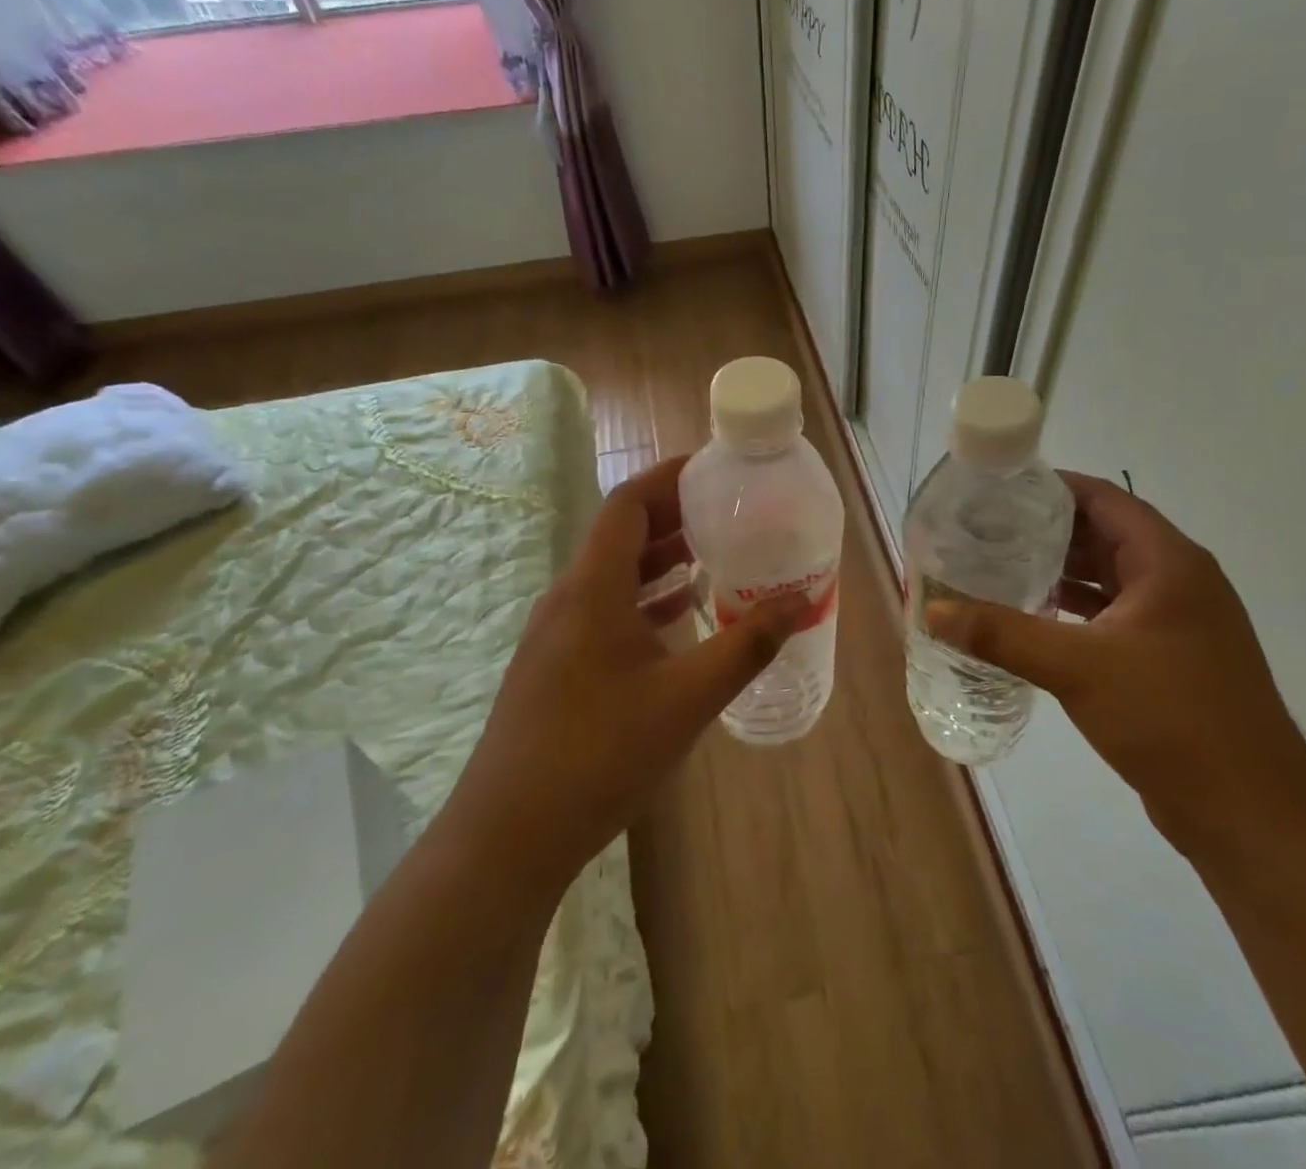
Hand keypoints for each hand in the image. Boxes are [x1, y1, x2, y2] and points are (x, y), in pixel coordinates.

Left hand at [444, 456, 805, 906]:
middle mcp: (569, 598)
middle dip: (673, 516)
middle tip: (727, 512)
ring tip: (713, 555)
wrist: (509, 836)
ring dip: (660, 559)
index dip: (668, 477)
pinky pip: (606, 610)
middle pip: (620, 534)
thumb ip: (746, 646)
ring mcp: (557, 633)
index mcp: (592, 588)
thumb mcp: (687, 700)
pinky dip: (645, 600)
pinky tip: (679, 617)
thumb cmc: (599, 755)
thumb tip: (796, 602)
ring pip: (613, 575)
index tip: (714, 470)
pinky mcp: (557, 666)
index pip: (628, 503)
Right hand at [926, 471, 1305, 852]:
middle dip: (1045, 530)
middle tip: (985, 529)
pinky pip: (1112, 615)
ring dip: (1058, 571)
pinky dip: (1074, 610)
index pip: (1104, 499)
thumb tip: (933, 611)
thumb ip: (1002, 634)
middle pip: (1103, 534)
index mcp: (1168, 561)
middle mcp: (1176, 580)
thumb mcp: (1077, 668)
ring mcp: (1176, 621)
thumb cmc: (1170, 717)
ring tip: (998, 566)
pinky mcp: (1168, 658)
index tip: (997, 490)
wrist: (1250, 811)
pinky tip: (1033, 618)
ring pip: (1107, 577)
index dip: (1051, 487)